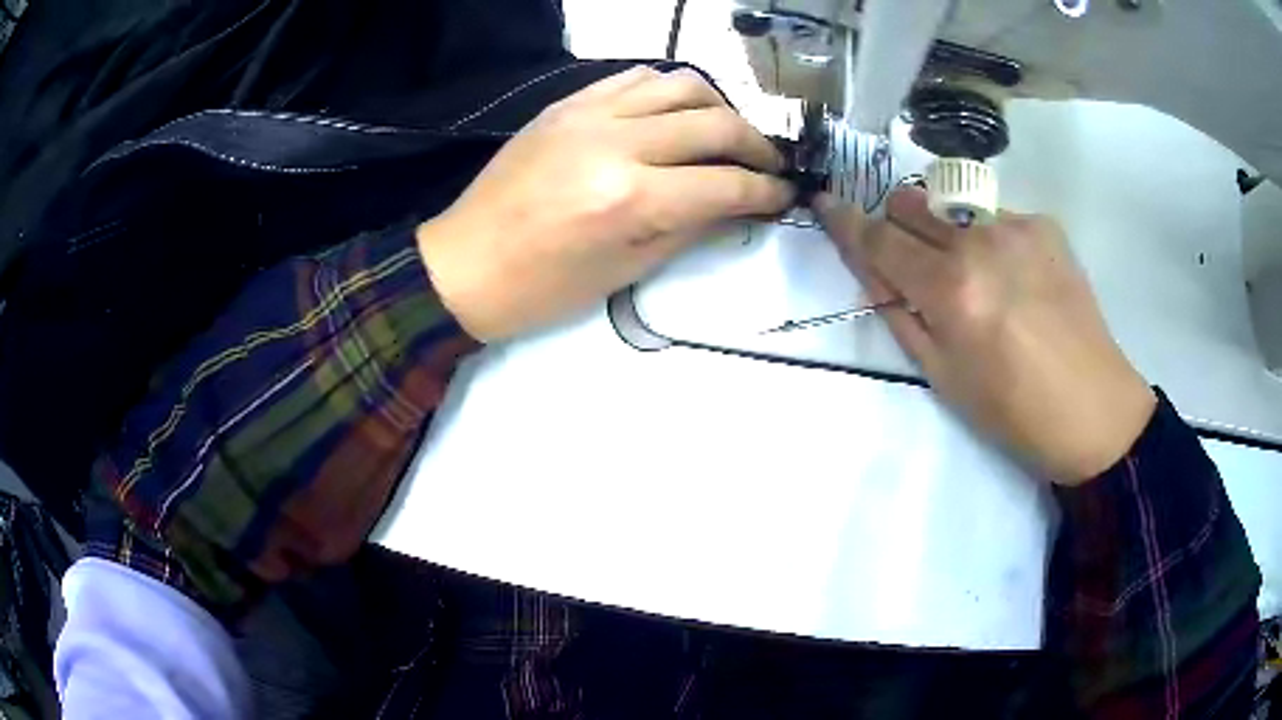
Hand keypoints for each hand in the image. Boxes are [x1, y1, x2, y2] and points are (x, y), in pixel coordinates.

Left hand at [417, 66, 794, 340]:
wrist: (465, 265)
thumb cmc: (543, 288)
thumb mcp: (626, 270)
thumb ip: (690, 228)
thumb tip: (738, 205)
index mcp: (631, 199)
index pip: (726, 184)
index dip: (768, 191)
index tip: (786, 194)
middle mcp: (617, 143)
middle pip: (716, 124)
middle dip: (758, 145)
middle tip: (769, 165)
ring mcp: (589, 114)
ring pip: (682, 83)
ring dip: (719, 107)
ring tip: (726, 134)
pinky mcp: (567, 103)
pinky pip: (635, 76)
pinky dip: (670, 90)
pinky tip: (676, 113)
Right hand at [817, 188, 1155, 484]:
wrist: (1094, 408)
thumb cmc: (1013, 411)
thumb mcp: (942, 377)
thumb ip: (900, 315)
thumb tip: (873, 273)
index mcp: (950, 289)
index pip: (880, 238)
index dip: (846, 221)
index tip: (826, 203)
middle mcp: (978, 242)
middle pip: (910, 201)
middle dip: (896, 223)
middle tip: (911, 259)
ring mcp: (1016, 226)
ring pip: (953, 206)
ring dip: (944, 230)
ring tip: (974, 274)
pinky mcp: (1044, 224)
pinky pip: (995, 217)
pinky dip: (988, 239)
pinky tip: (1014, 276)